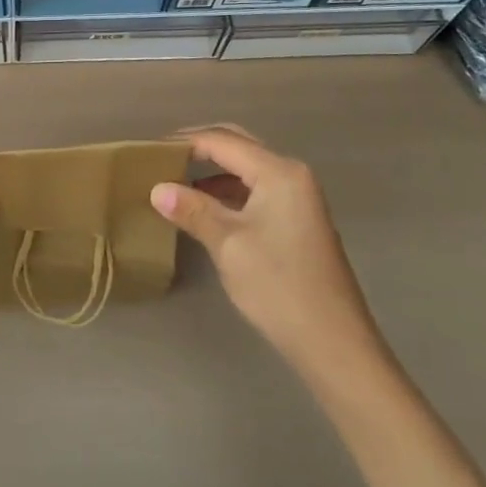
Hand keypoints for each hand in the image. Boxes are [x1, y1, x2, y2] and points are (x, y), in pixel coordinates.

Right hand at [152, 125, 385, 384]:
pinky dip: (229, 191)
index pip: (223, 141)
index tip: (150, 150)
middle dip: (201, 147)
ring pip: (248, 169)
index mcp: (279, 172)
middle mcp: (292, 175)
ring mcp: (299, 198)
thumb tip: (157, 189)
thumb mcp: (227, 244)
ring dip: (214, 170)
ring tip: (177, 180)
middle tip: (163, 155)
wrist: (334, 345)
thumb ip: (192, 210)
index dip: (185, 142)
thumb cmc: (278, 286)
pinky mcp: (298, 221)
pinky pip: (257, 190)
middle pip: (239, 146)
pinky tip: (206, 207)